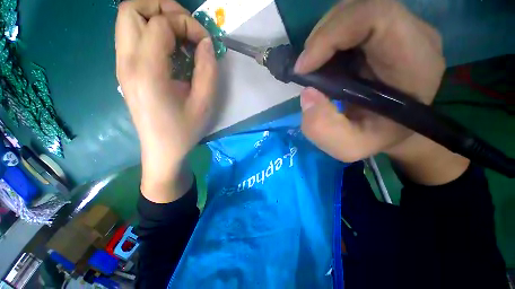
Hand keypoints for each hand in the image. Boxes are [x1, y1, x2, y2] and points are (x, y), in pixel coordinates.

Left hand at [115, 0, 216, 201]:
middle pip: (131, 8)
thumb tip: (205, 43)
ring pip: (128, 18)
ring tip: (180, 37)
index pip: (160, 23)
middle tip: (186, 28)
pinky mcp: (125, 70)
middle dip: (163, 8)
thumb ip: (207, 69)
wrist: (162, 149)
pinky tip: (171, 51)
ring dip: (156, 17)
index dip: (187, 24)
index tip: (204, 42)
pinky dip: (152, 32)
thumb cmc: (185, 130)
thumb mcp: (204, 102)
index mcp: (147, 72)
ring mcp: (122, 65)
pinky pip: (132, 35)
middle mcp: (127, 62)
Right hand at [295, 0, 468, 184]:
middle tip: (306, 69)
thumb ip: (323, 129)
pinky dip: (328, 41)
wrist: (395, 129)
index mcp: (415, 60)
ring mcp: (400, 28)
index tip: (304, 68)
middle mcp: (413, 34)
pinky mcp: (386, 31)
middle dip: (321, 38)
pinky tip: (325, 63)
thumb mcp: (348, 146)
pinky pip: (351, 22)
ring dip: (323, 39)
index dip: (331, 34)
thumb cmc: (375, 138)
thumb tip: (307, 94)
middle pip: (359, 8)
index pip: (376, 16)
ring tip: (314, 68)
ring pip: (351, 12)